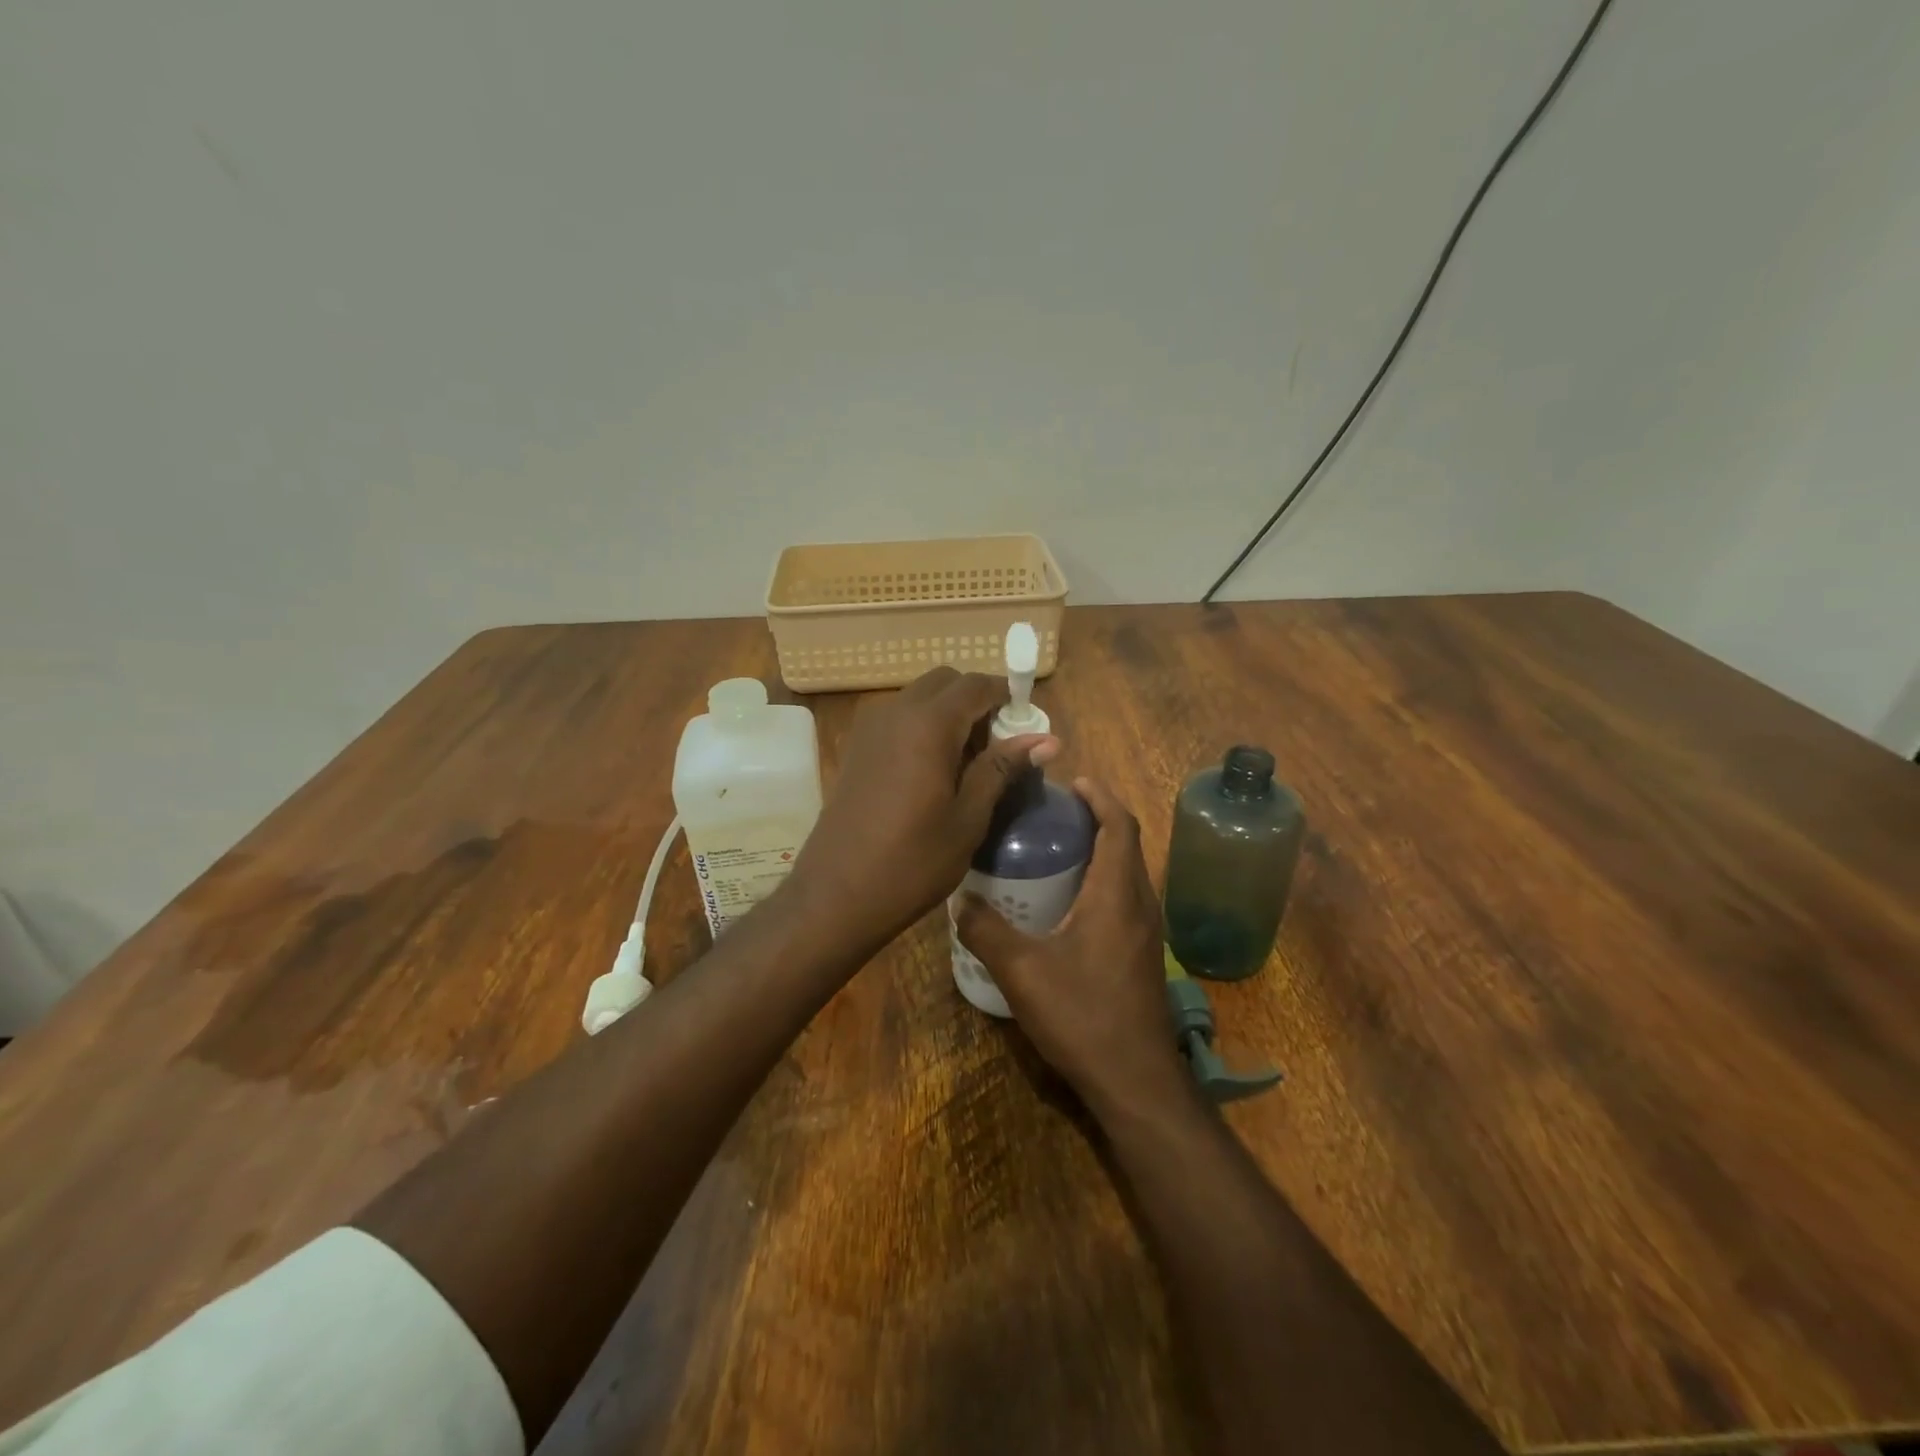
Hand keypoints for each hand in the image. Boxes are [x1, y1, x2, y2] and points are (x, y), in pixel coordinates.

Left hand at [789, 667, 1056, 953]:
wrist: (835, 895)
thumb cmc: (912, 862)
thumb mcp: (969, 818)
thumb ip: (1002, 768)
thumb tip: (1047, 740)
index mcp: (928, 724)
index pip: (977, 684)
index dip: (1007, 697)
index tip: (1025, 727)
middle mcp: (896, 712)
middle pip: (945, 682)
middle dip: (976, 701)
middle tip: (996, 747)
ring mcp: (870, 728)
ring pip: (920, 697)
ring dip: (949, 714)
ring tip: (967, 765)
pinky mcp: (856, 748)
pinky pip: (899, 718)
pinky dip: (923, 727)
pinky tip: (933, 773)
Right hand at [954, 777, 1184, 1113]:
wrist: (1135, 1080)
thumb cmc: (1083, 1016)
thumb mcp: (1022, 972)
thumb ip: (987, 931)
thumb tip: (960, 900)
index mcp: (1116, 895)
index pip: (1120, 826)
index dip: (1100, 797)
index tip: (1072, 782)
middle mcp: (1139, 904)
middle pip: (1126, 844)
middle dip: (1095, 819)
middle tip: (1050, 814)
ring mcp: (1146, 932)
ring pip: (1126, 873)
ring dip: (1099, 851)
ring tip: (1054, 850)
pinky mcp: (1142, 954)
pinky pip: (1124, 898)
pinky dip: (1102, 881)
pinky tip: (1066, 903)